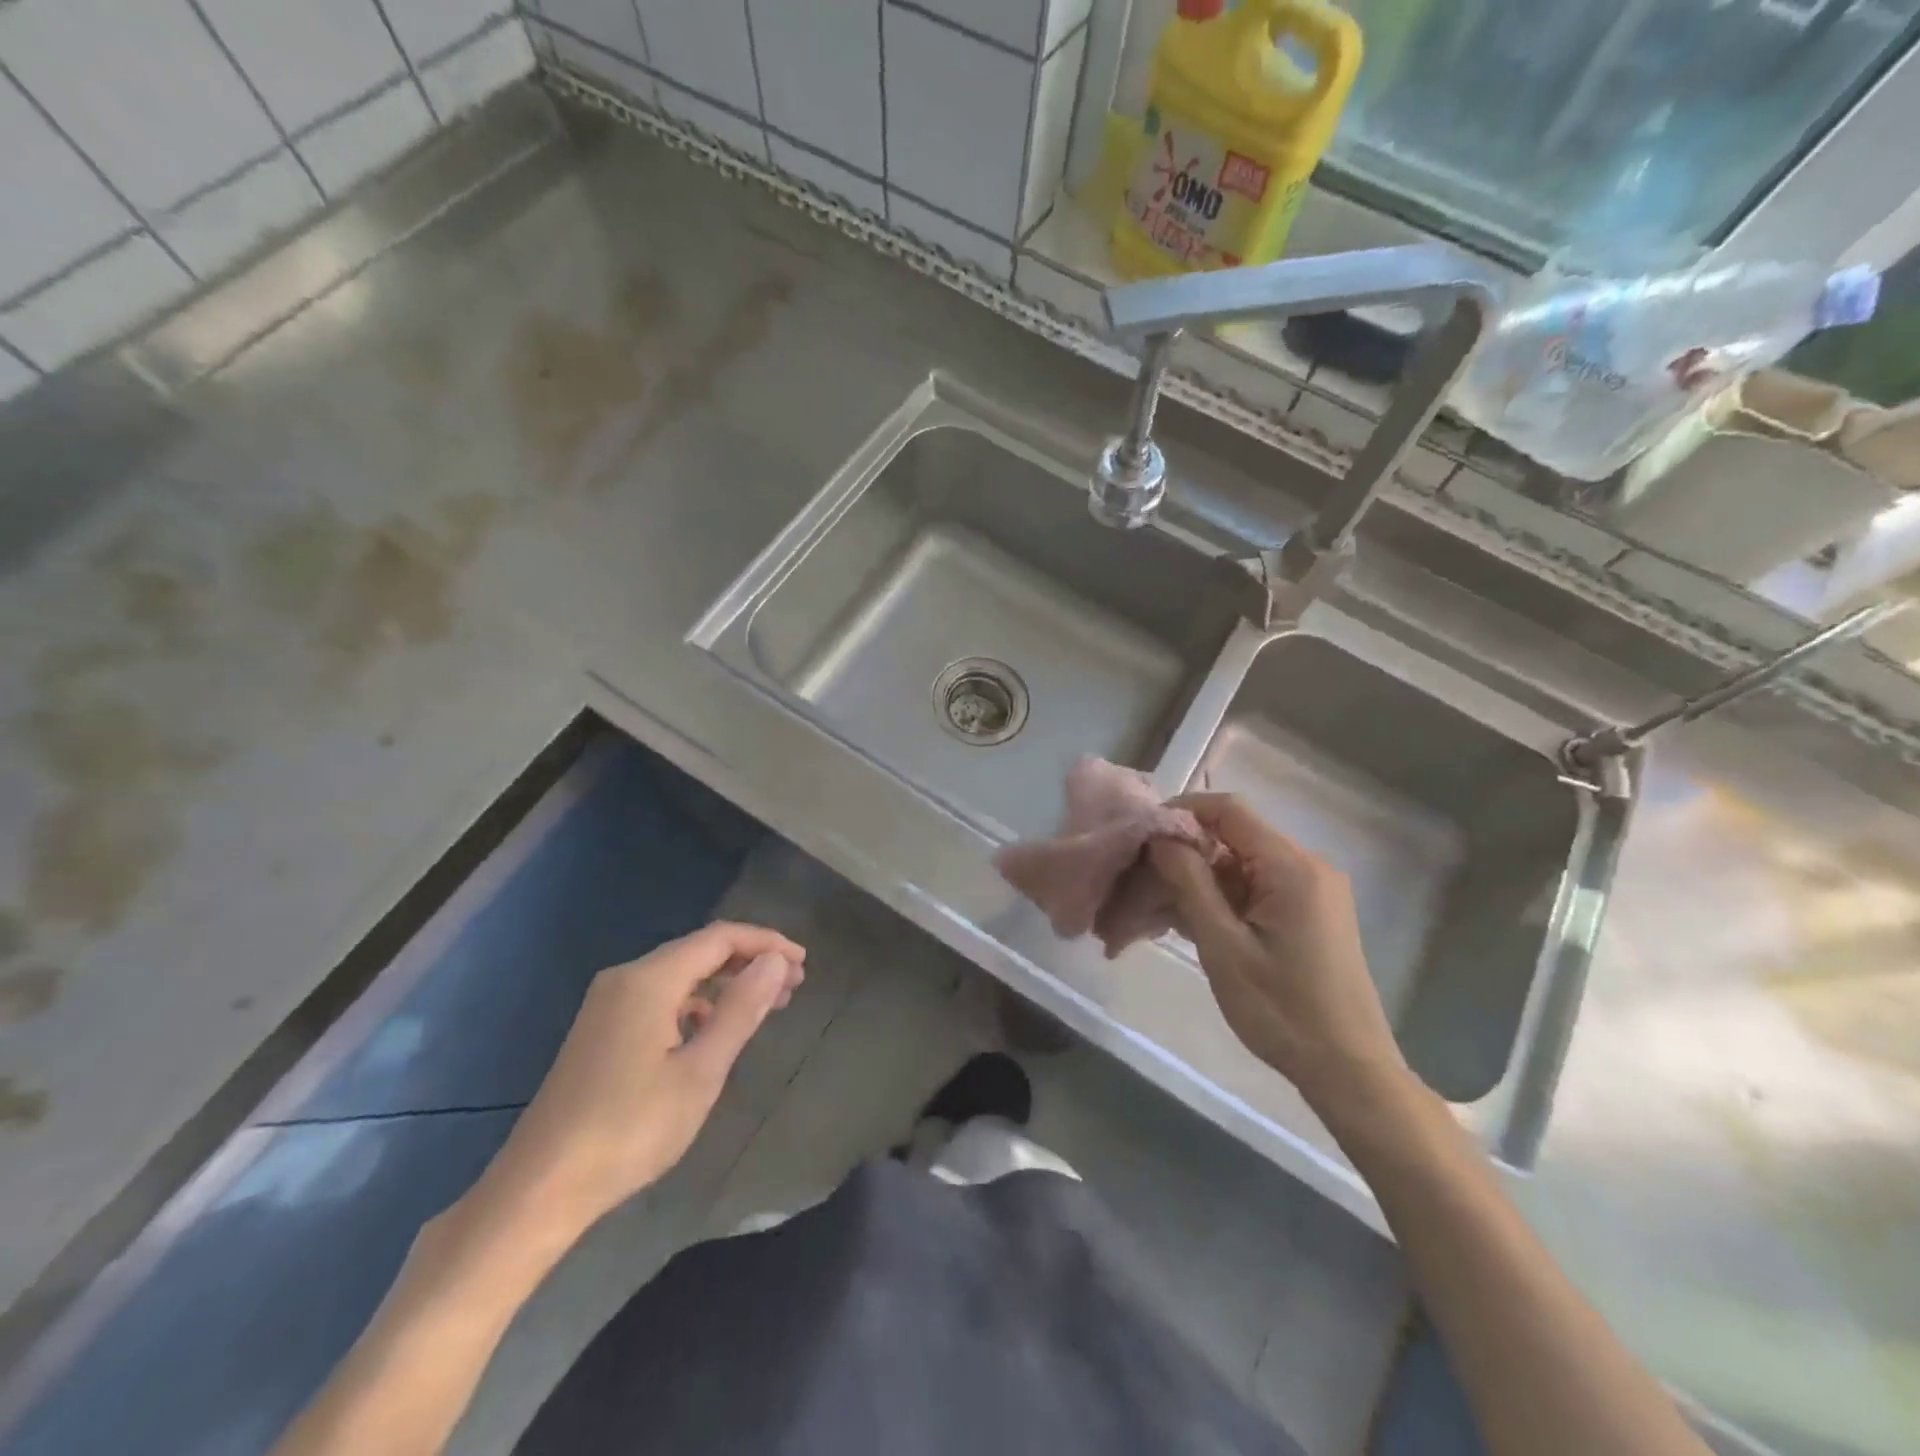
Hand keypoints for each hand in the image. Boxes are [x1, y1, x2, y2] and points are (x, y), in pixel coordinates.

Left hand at [474, 921, 805, 1239]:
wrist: (539, 1189)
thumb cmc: (629, 1129)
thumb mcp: (700, 1072)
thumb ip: (742, 1010)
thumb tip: (775, 962)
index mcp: (650, 980)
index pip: (720, 938)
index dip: (766, 943)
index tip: (803, 963)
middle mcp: (626, 979)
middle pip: (699, 951)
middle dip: (749, 962)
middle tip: (794, 985)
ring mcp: (608, 1004)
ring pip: (680, 975)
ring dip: (725, 984)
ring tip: (765, 1006)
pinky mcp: (600, 1030)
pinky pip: (660, 998)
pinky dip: (697, 1004)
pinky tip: (713, 1032)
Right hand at [1148, 794, 1409, 1114]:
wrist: (1349, 1071)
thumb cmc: (1282, 1010)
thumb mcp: (1223, 946)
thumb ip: (1189, 882)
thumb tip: (1159, 836)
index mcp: (1291, 866)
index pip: (1228, 810)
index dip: (1180, 812)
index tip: (1140, 835)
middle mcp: (1306, 866)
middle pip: (1232, 837)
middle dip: (1183, 852)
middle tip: (1138, 878)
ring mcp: (1310, 891)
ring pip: (1239, 866)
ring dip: (1196, 880)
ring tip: (1151, 907)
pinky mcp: (1307, 914)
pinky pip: (1254, 889)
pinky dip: (1219, 899)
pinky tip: (1184, 922)